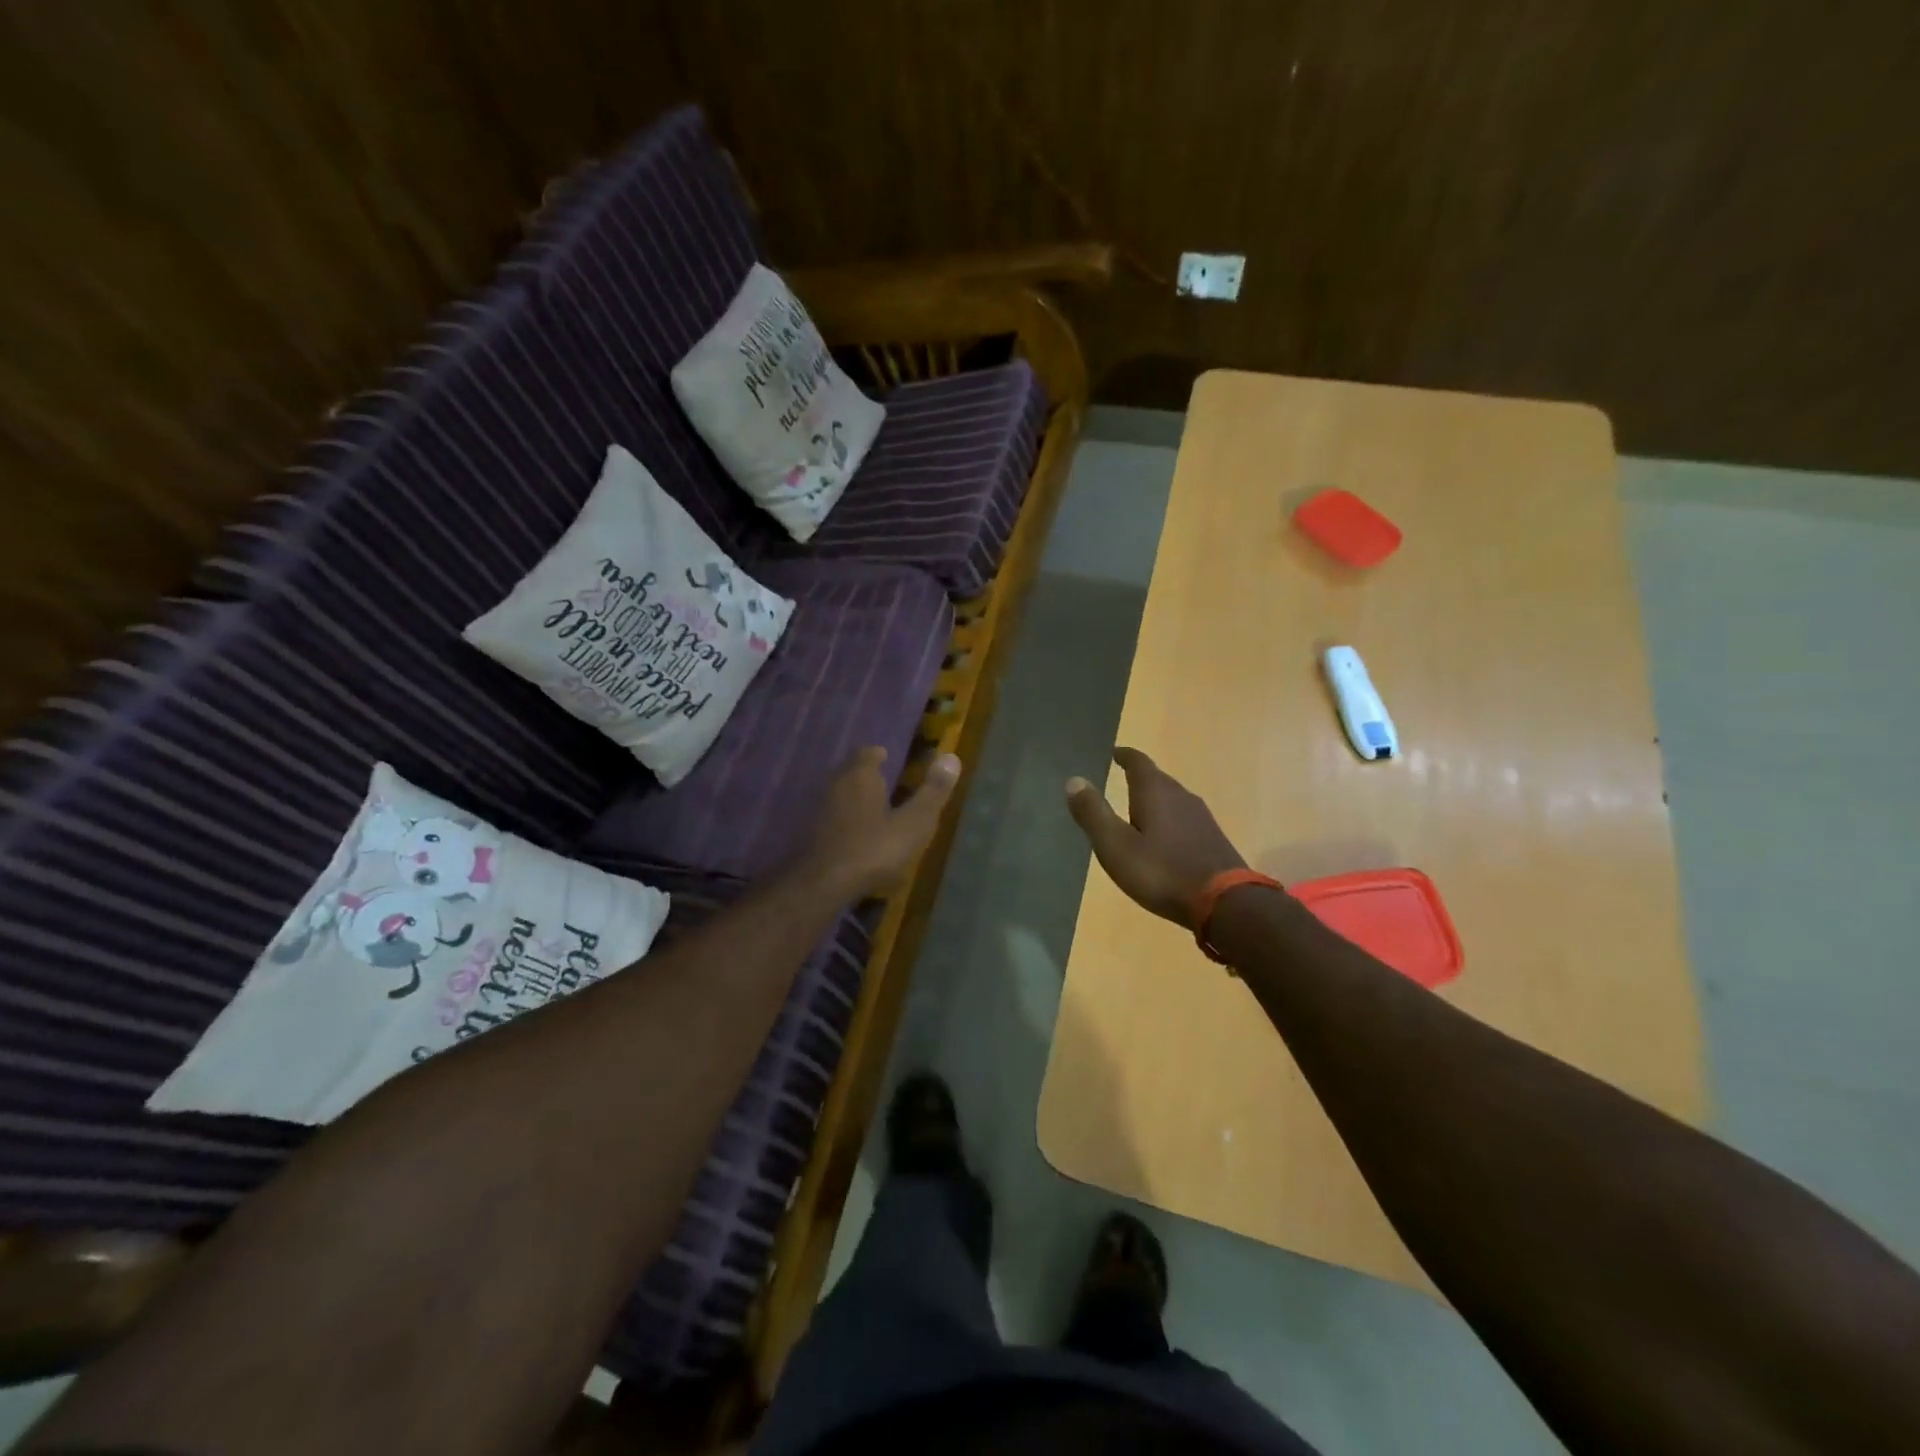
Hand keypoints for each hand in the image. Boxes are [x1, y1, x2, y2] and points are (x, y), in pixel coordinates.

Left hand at [801, 746, 961, 900]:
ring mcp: (819, 810)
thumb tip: (951, 757)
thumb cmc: (874, 849)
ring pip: (840, 795)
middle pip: (851, 772)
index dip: (879, 755)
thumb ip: (932, 791)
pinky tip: (857, 836)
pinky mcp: (811, 835)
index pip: (868, 753)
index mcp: (860, 776)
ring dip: (855, 799)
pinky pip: (832, 818)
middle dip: (867, 775)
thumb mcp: (914, 823)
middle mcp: (836, 785)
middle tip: (886, 782)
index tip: (889, 758)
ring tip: (875, 810)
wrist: (823, 886)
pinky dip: (845, 821)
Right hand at [1065, 748, 1247, 929]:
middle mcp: (1181, 796)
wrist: (1225, 903)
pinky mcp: (1212, 839)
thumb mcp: (1116, 845)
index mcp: (1155, 791)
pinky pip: (1184, 819)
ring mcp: (1201, 817)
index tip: (1113, 753)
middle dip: (1138, 777)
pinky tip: (1163, 838)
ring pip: (1172, 799)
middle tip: (1119, 781)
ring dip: (1154, 800)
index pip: (1138, 761)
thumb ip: (1093, 813)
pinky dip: (1168, 820)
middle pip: (1157, 778)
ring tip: (1137, 810)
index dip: (1124, 755)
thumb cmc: (1162, 872)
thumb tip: (1074, 780)